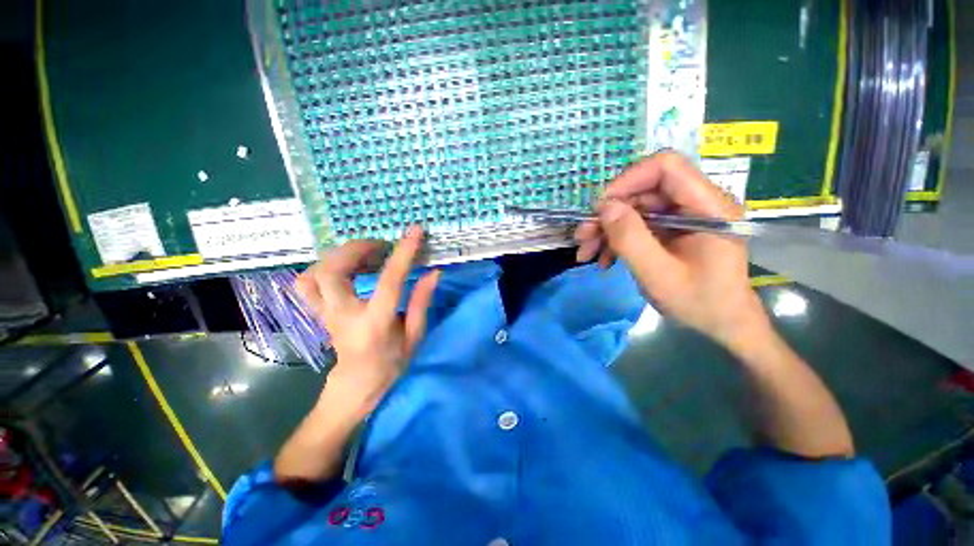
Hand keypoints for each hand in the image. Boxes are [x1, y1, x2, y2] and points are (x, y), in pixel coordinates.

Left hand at [296, 226, 439, 417]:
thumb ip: (422, 302)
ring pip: (313, 275)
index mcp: (375, 323)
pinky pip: (305, 284)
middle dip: (356, 249)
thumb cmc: (391, 362)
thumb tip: (434, 272)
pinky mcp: (317, 312)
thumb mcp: (414, 335)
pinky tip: (344, 268)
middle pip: (333, 271)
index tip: (414, 232)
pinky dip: (321, 268)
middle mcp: (344, 315)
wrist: (356, 384)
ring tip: (362, 255)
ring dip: (337, 257)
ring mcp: (325, 314)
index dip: (403, 253)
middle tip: (380, 246)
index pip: (389, 280)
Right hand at [574, 151, 768, 347]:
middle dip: (608, 213)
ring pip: (635, 208)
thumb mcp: (659, 275)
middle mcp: (696, 203)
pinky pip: (638, 224)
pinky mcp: (672, 229)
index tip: (600, 208)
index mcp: (708, 207)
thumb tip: (605, 207)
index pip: (666, 167)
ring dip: (606, 229)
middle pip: (643, 190)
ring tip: (585, 253)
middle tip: (582, 237)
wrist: (722, 323)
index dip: (628, 180)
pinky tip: (603, 259)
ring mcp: (683, 217)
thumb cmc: (700, 303)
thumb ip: (631, 239)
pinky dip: (616, 240)